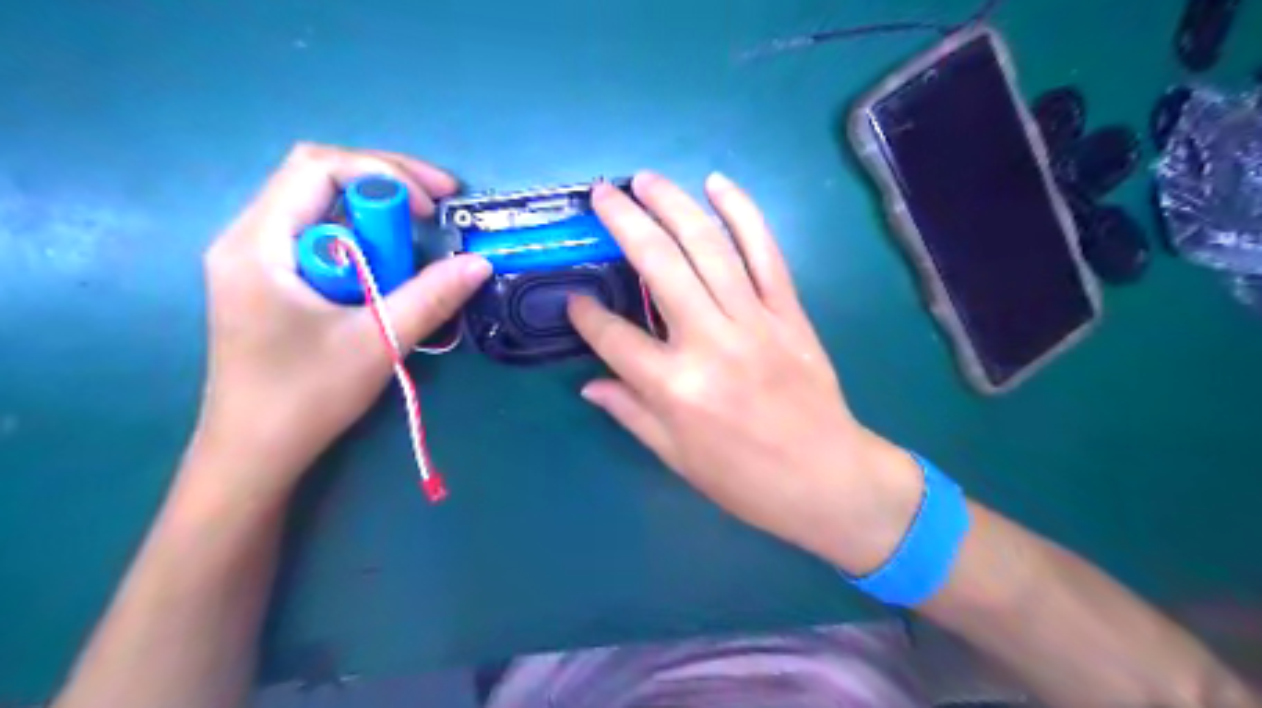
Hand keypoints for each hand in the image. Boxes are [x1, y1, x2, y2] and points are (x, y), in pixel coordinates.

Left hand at [193, 143, 490, 498]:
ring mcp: (256, 259)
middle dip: (385, 184)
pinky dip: (363, 241)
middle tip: (439, 206)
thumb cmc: (306, 397)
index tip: (433, 209)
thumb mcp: (377, 343)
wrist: (254, 453)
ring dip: (376, 215)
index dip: (384, 174)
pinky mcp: (271, 281)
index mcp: (259, 244)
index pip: (318, 168)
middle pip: (318, 177)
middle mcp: (249, 238)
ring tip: (420, 238)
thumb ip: (431, 297)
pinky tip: (388, 267)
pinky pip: (321, 237)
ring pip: (321, 207)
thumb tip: (480, 262)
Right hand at [571, 172, 919, 575]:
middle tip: (602, 195)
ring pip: (708, 247)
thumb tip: (589, 385)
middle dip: (624, 223)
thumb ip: (630, 412)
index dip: (586, 316)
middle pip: (658, 267)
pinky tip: (718, 185)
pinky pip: (766, 253)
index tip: (574, 299)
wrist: (826, 479)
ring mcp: (754, 321)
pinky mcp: (789, 313)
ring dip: (673, 205)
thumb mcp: (675, 457)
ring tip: (645, 179)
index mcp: (674, 388)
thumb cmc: (744, 479)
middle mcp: (709, 343)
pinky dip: (743, 214)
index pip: (613, 338)